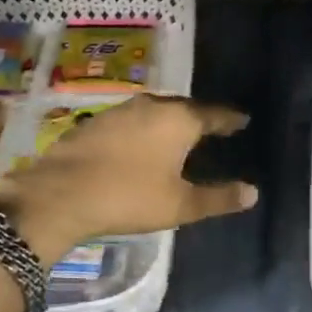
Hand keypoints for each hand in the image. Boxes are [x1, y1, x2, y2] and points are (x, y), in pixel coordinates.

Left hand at [0, 95, 257, 264]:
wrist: (58, 195)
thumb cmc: (128, 197)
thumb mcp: (180, 205)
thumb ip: (219, 198)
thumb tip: (253, 193)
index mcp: (178, 120)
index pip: (214, 114)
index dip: (230, 119)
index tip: (242, 120)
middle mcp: (151, 106)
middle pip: (184, 108)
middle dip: (200, 117)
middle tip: (213, 128)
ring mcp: (119, 112)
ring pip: (155, 111)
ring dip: (169, 121)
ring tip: (179, 135)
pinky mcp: (94, 123)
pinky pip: (131, 121)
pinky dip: (144, 129)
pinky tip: (141, 144)